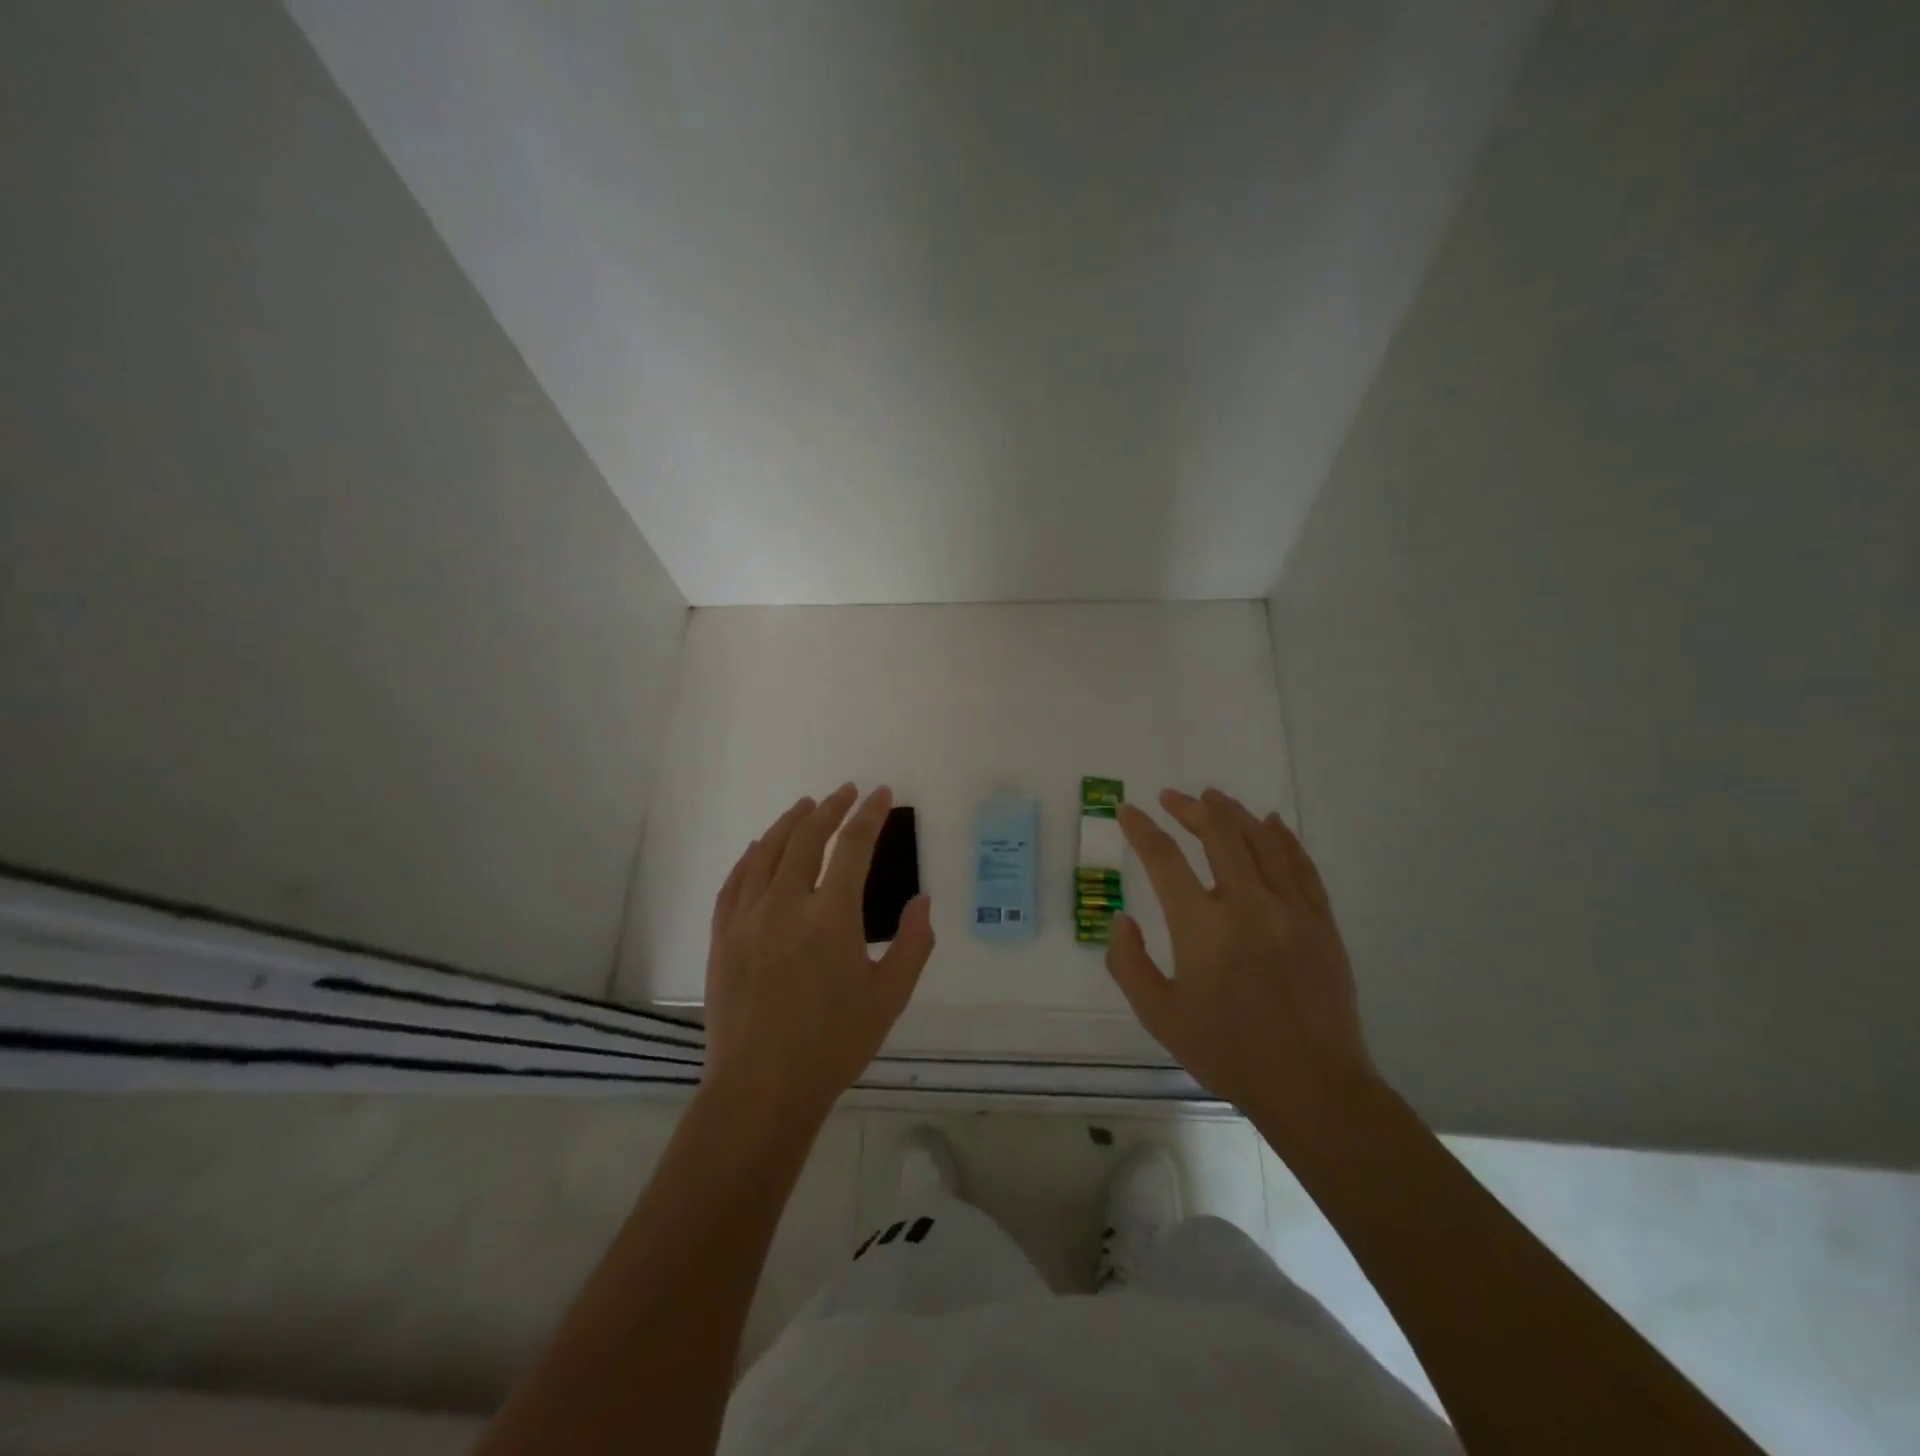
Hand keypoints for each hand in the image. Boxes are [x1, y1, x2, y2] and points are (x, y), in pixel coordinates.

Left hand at [701, 784, 934, 1127]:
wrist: (761, 1088)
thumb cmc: (834, 1044)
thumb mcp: (890, 997)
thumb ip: (913, 944)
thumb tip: (922, 900)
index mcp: (832, 916)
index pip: (853, 846)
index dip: (870, 815)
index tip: (881, 794)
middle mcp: (786, 905)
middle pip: (807, 838)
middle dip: (830, 808)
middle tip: (845, 792)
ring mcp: (747, 918)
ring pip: (767, 852)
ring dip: (789, 823)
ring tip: (805, 806)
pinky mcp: (722, 937)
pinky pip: (734, 882)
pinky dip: (750, 856)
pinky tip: (759, 848)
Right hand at [1105, 788, 1375, 1129]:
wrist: (1313, 1087)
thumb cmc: (1228, 1053)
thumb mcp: (1160, 1016)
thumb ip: (1129, 964)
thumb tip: (1122, 919)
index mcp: (1202, 927)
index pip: (1164, 859)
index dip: (1141, 829)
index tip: (1127, 811)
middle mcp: (1247, 905)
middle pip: (1218, 834)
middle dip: (1189, 809)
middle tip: (1171, 798)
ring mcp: (1291, 909)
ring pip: (1261, 841)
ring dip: (1233, 813)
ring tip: (1213, 797)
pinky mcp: (1322, 922)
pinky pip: (1301, 865)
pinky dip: (1282, 837)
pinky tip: (1270, 822)